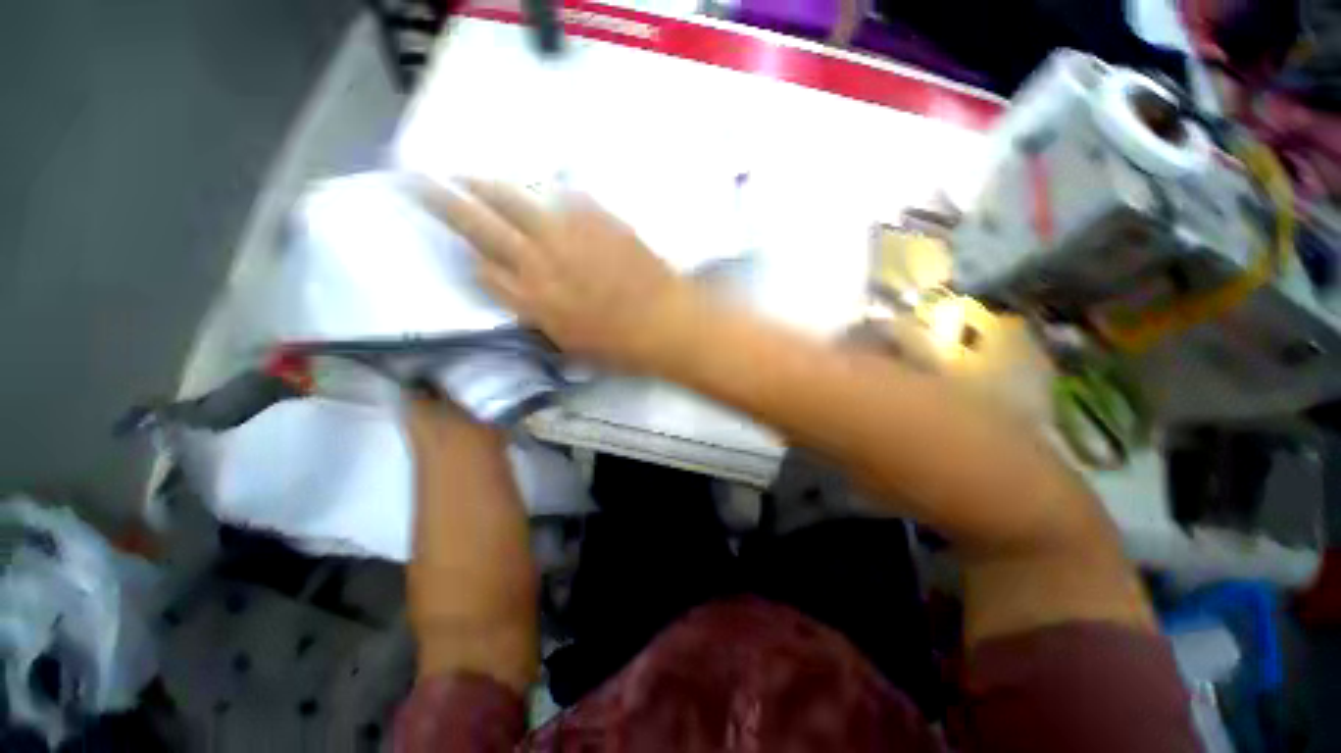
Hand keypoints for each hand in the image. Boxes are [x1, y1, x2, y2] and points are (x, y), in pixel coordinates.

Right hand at [411, 177, 695, 372]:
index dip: (470, 258)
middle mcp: (538, 264)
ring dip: (486, 187)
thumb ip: (541, 319)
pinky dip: (550, 195)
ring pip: (514, 202)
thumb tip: (524, 297)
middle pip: (480, 226)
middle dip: (444, 203)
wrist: (667, 323)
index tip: (462, 248)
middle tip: (420, 182)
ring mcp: (567, 236)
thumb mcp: (571, 346)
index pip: (482, 271)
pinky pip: (565, 199)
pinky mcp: (597, 219)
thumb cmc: (622, 348)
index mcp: (531, 302)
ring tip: (466, 176)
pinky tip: (544, 193)